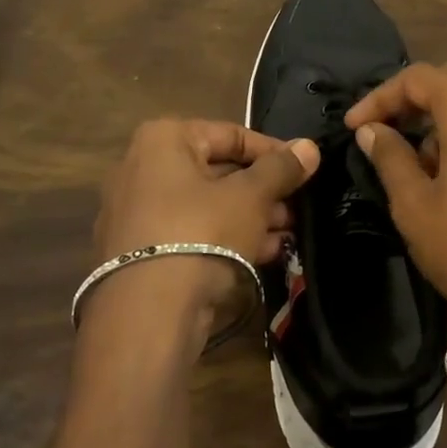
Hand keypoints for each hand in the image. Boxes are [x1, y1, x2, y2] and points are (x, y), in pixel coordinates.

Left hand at [93, 119, 319, 326]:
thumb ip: (281, 169)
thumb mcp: (251, 197)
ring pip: (206, 205)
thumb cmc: (202, 233)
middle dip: (263, 190)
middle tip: (298, 207)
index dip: (274, 152)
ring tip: (288, 234)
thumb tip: (309, 147)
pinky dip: (225, 237)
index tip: (305, 170)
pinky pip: (191, 232)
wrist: (149, 312)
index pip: (231, 134)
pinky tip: (263, 254)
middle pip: (218, 171)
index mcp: (164, 140)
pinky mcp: (139, 251)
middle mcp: (142, 168)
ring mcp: (137, 212)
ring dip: (251, 217)